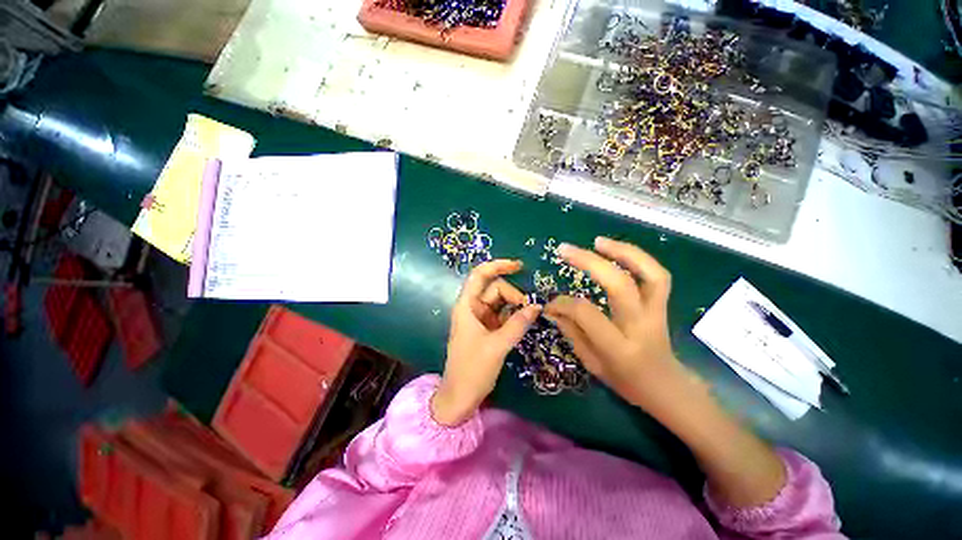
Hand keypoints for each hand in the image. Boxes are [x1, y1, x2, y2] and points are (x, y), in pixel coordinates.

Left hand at [432, 260, 541, 425]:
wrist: (459, 397)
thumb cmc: (472, 370)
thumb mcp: (497, 345)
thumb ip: (518, 324)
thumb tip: (537, 306)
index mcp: (467, 306)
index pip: (480, 275)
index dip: (497, 266)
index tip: (519, 266)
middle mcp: (473, 308)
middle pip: (495, 289)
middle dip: (513, 294)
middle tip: (529, 310)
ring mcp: (480, 319)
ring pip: (500, 302)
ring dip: (515, 305)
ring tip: (530, 315)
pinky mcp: (486, 330)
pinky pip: (502, 315)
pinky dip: (513, 316)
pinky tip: (524, 321)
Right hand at [549, 239, 787, 507]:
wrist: (667, 388)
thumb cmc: (626, 381)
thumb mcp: (592, 363)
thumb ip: (571, 331)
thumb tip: (552, 307)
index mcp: (619, 347)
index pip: (586, 313)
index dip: (563, 303)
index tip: (549, 302)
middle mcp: (641, 326)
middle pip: (619, 284)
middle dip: (589, 262)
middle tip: (565, 250)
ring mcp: (657, 312)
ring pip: (649, 274)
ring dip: (622, 252)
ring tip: (597, 241)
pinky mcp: (663, 305)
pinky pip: (657, 275)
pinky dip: (638, 258)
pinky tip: (617, 251)